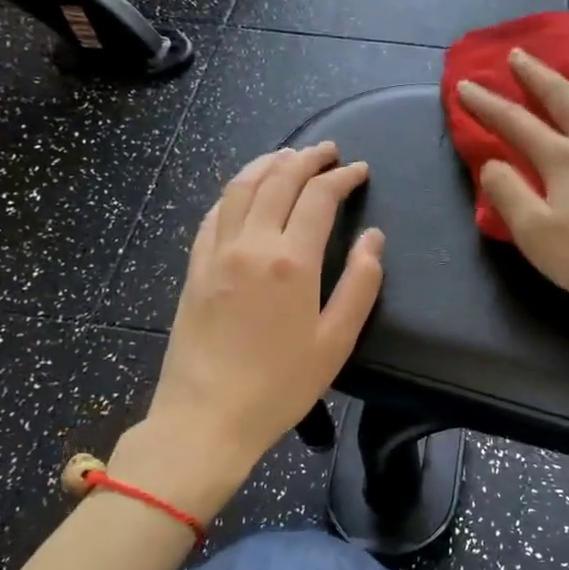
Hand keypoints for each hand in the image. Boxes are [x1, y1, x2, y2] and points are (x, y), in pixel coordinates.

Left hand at [132, 144, 383, 506]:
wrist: (205, 418)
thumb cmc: (279, 386)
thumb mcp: (335, 342)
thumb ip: (360, 285)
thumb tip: (373, 239)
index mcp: (291, 261)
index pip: (319, 197)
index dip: (342, 177)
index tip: (359, 170)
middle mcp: (251, 244)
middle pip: (278, 180)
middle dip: (307, 158)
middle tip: (328, 152)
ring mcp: (216, 252)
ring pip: (241, 187)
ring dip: (267, 164)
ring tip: (288, 156)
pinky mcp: (194, 267)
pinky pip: (214, 213)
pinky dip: (235, 192)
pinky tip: (245, 192)